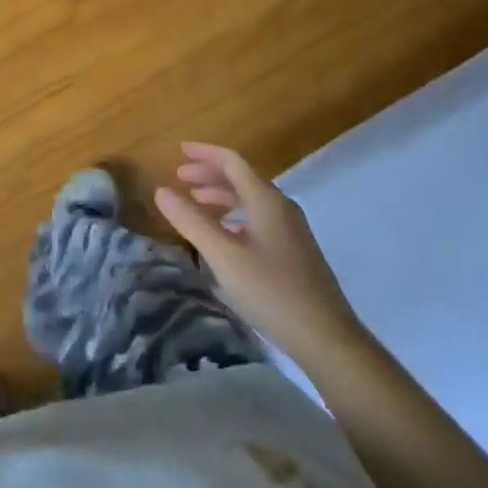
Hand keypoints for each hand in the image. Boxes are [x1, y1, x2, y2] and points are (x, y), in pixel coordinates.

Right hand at [154, 142, 360, 361]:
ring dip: (221, 195)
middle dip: (209, 174)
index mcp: (266, 201)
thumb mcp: (223, 256)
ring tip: (195, 202)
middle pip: (242, 178)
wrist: (325, 337)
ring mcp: (291, 230)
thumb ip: (191, 221)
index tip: (178, 151)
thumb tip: (161, 190)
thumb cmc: (271, 291)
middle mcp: (281, 208)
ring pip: (251, 200)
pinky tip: (223, 234)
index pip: (232, 162)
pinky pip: (259, 218)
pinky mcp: (294, 251)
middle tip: (179, 177)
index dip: (204, 153)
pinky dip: (234, 216)